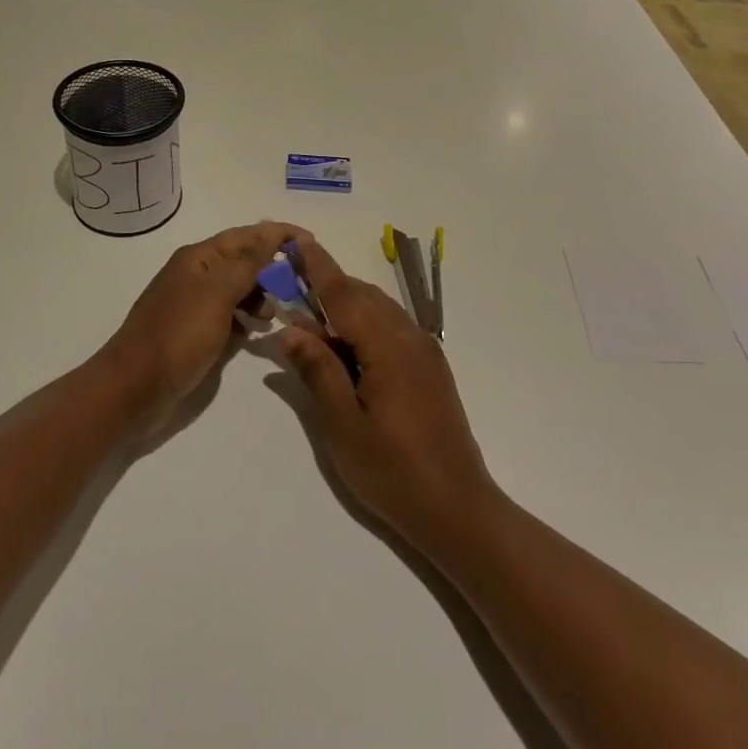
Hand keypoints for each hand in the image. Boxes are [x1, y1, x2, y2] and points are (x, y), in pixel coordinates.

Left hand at [98, 221, 310, 436]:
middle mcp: (196, 275)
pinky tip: (257, 332)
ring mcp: (193, 305)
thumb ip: (247, 264)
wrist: (131, 391)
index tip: (310, 242)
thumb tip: (271, 232)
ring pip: (237, 288)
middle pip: (242, 260)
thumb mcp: (216, 295)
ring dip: (261, 294)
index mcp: (199, 258)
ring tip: (279, 313)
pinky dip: (246, 318)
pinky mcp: (193, 333)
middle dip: (272, 266)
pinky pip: (228, 315)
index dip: (277, 235)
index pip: (246, 235)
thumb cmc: (176, 337)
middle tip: (303, 283)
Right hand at [276, 239, 498, 553]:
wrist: (457, 509)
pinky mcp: (430, 367)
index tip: (297, 240)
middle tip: (290, 293)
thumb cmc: (393, 471)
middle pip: (362, 296)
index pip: (343, 293)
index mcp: (388, 346)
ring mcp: (424, 351)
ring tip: (312, 323)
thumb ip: (317, 370)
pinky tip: (346, 348)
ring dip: (345, 307)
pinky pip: (391, 328)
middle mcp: (410, 337)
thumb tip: (292, 329)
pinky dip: (363, 325)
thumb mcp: (342, 425)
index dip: (318, 266)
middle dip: (327, 287)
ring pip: (378, 310)